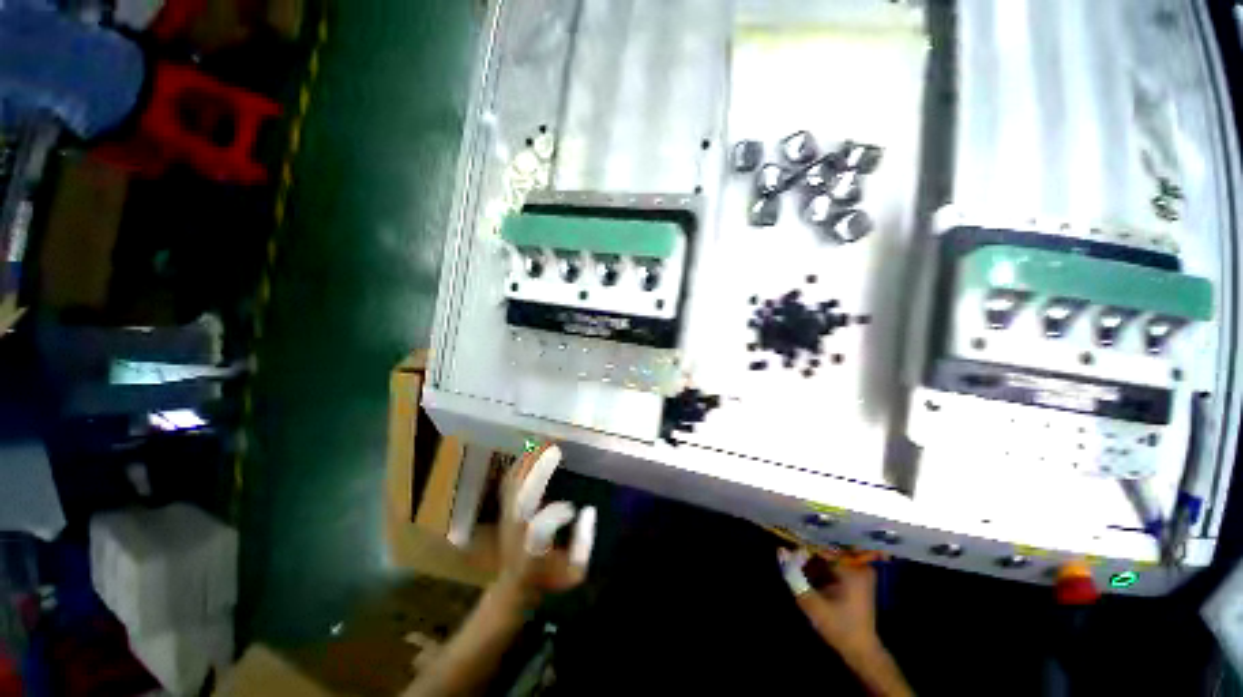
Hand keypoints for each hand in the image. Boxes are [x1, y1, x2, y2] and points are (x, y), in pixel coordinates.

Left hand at [497, 444, 595, 606]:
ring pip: (514, 485)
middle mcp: (516, 530)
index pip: (539, 530)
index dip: (555, 517)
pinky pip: (509, 482)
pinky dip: (520, 464)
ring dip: (529, 463)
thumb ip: (583, 545)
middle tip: (555, 450)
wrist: (512, 587)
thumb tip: (589, 510)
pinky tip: (530, 451)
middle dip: (538, 472)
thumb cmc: (548, 579)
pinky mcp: (505, 509)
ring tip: (544, 443)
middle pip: (522, 497)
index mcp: (532, 551)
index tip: (575, 509)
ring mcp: (507, 517)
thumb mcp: (573, 573)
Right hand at [778, 548, 912, 696]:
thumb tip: (780, 550)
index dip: (804, 545)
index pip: (823, 545)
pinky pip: (834, 561)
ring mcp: (860, 570)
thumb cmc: (839, 627)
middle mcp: (860, 564)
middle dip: (808, 550)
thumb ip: (795, 576)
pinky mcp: (857, 576)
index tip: (788, 546)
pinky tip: (810, 571)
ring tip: (798, 562)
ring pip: (829, 554)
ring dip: (813, 558)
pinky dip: (821, 565)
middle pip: (827, 547)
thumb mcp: (812, 604)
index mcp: (854, 569)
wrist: (861, 650)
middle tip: (791, 554)